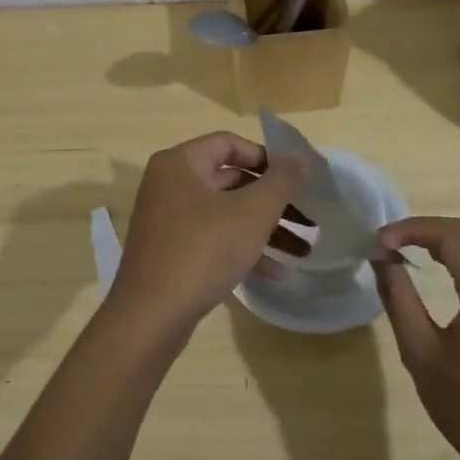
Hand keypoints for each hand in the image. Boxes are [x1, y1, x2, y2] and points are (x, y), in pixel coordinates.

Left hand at [106, 132, 306, 342]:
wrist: (152, 316)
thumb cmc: (203, 251)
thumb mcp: (252, 212)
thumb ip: (281, 181)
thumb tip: (299, 157)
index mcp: (179, 164)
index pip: (229, 143)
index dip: (266, 158)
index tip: (296, 180)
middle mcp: (169, 186)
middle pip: (230, 181)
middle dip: (273, 202)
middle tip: (308, 218)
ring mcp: (168, 221)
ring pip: (226, 214)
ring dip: (265, 229)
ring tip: (302, 250)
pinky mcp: (171, 253)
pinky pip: (213, 240)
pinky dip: (243, 249)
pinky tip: (275, 272)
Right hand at [374, 217, 459, 459]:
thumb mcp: (421, 354)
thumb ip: (399, 298)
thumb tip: (382, 259)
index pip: (451, 235)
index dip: (410, 229)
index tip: (376, 242)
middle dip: (425, 230)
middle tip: (386, 243)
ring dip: (445, 242)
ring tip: (404, 252)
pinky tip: (438, 273)